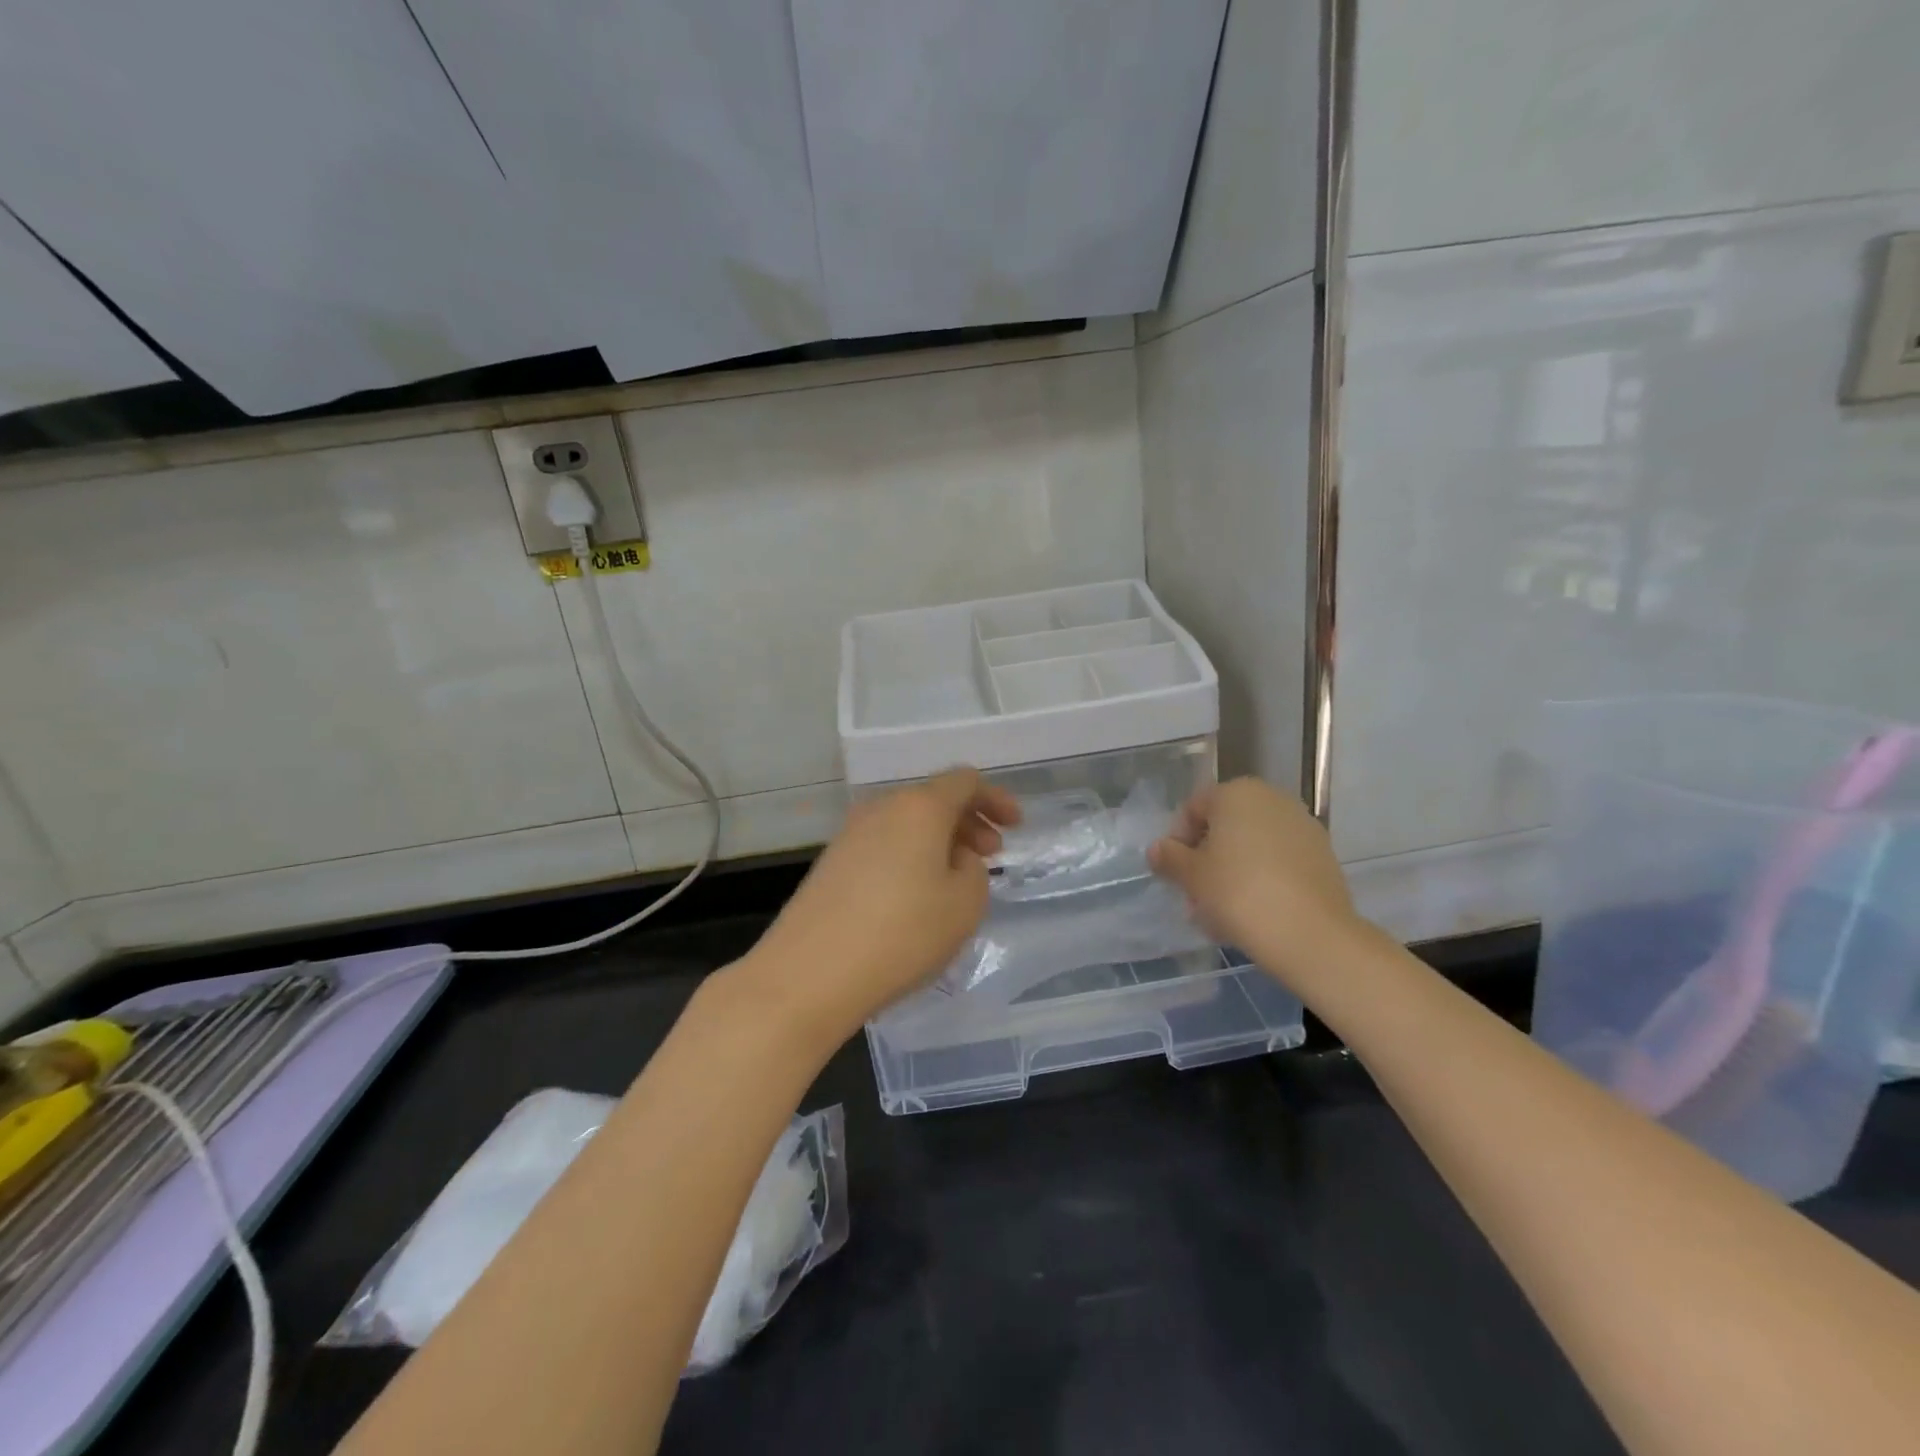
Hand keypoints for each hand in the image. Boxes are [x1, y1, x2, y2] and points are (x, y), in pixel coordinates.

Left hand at [737, 767, 1020, 1043]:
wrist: (810, 973)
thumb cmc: (901, 934)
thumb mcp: (964, 905)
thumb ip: (974, 871)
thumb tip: (954, 859)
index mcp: (919, 807)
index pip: (964, 781)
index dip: (995, 799)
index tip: (1015, 827)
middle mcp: (882, 808)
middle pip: (933, 800)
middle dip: (969, 822)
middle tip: (991, 855)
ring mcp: (850, 834)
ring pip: (907, 823)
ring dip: (939, 841)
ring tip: (956, 879)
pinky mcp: (831, 862)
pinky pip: (884, 844)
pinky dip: (910, 857)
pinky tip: (916, 895)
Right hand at [1148, 777, 1362, 992]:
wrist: (1312, 934)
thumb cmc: (1239, 893)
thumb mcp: (1191, 876)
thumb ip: (1169, 857)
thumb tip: (1158, 849)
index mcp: (1236, 792)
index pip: (1193, 809)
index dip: (1177, 841)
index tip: (1174, 874)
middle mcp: (1272, 799)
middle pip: (1225, 826)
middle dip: (1206, 858)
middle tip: (1195, 894)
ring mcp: (1302, 826)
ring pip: (1252, 845)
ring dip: (1232, 870)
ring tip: (1222, 910)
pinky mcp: (1323, 855)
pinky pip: (1279, 861)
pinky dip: (1262, 879)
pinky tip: (1253, 912)